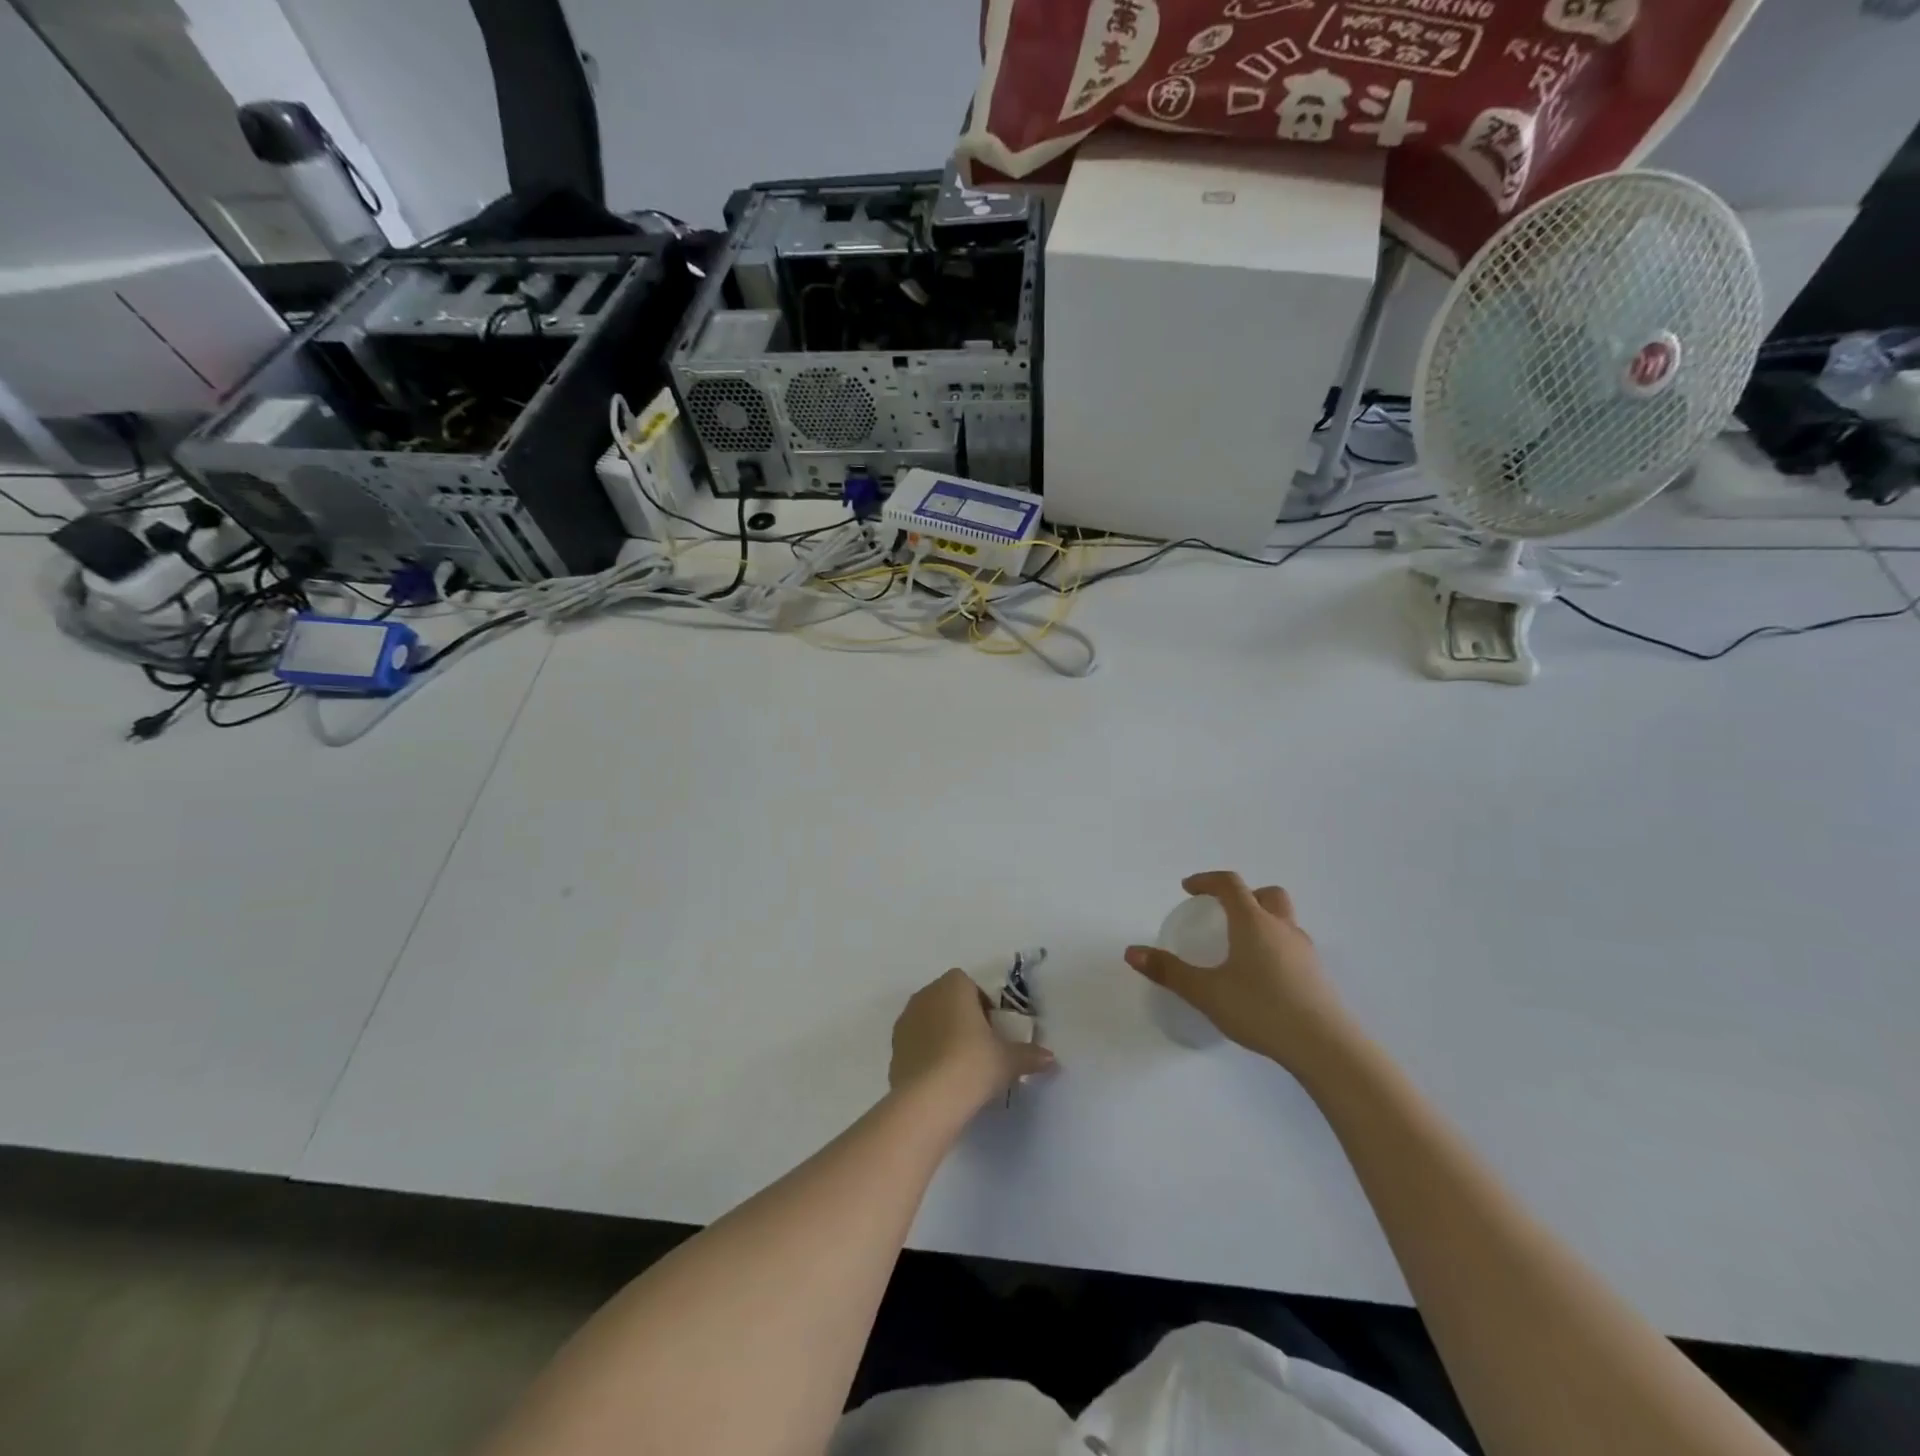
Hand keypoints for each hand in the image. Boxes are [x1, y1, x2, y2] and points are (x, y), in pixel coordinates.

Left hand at [889, 968, 1054, 1112]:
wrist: (928, 1099)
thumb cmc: (973, 1064)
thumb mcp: (1008, 1060)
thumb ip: (1029, 1055)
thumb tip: (1051, 1059)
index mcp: (953, 986)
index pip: (968, 984)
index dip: (982, 1005)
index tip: (993, 1030)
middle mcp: (925, 995)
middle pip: (947, 1000)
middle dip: (961, 1018)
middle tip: (979, 1047)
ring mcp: (905, 1021)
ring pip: (929, 1021)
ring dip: (942, 1035)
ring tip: (959, 1066)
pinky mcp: (894, 1048)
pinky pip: (916, 1043)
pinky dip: (927, 1054)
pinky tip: (940, 1079)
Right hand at [1125, 872, 1355, 1078]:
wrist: (1325, 1047)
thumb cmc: (1260, 1010)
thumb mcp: (1206, 992)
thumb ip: (1168, 972)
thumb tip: (1131, 952)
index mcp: (1254, 922)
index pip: (1230, 884)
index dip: (1207, 880)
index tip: (1188, 888)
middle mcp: (1282, 928)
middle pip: (1267, 894)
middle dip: (1243, 895)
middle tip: (1222, 912)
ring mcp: (1306, 952)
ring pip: (1284, 920)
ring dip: (1263, 921)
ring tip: (1241, 947)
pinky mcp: (1318, 976)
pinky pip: (1293, 947)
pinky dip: (1275, 947)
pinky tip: (1263, 977)